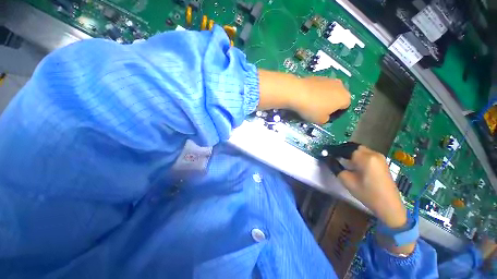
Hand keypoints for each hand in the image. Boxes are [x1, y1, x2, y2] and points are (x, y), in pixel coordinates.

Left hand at [290, 77, 350, 123]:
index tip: (326, 116)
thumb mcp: (320, 120)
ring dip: (324, 96)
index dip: (336, 113)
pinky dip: (316, 90)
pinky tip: (307, 95)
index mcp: (345, 98)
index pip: (345, 107)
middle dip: (331, 103)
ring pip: (329, 90)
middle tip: (319, 109)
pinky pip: (320, 86)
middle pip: (338, 96)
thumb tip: (325, 116)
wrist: (297, 92)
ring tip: (312, 102)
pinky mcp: (318, 75)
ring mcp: (329, 79)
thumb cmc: (312, 109)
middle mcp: (341, 86)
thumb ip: (326, 119)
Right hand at [324, 143, 414, 253]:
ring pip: (359, 150)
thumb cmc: (367, 194)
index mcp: (365, 158)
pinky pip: (366, 154)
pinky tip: (352, 163)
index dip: (333, 150)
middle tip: (333, 155)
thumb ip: (336, 167)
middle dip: (342, 150)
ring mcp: (379, 157)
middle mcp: (373, 154)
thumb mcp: (347, 181)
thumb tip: (328, 158)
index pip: (345, 149)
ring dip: (349, 153)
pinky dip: (356, 156)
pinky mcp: (382, 162)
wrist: (389, 206)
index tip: (325, 152)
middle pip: (353, 147)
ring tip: (340, 159)